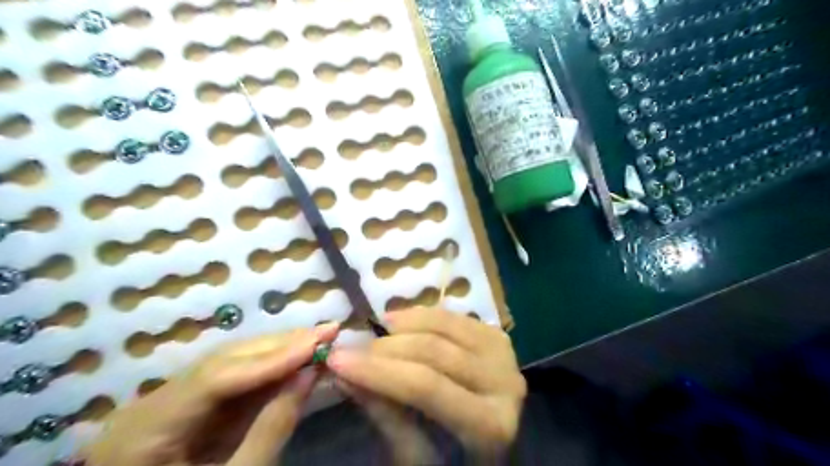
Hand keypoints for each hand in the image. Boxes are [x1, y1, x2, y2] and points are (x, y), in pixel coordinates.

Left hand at [81, 324, 338, 464]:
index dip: (270, 359)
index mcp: (144, 430)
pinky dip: (270, 368)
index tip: (317, 342)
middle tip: (327, 331)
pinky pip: (236, 377)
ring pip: (232, 362)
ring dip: (279, 350)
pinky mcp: (193, 403)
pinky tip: (297, 358)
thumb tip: (311, 372)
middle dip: (281, 346)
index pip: (214, 378)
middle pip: (224, 360)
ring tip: (319, 338)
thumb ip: (272, 428)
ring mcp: (172, 400)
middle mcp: (153, 403)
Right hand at [326, 309, 523, 458]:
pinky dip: (423, 314)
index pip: (426, 387)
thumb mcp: (414, 451)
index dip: (379, 371)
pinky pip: (454, 317)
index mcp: (489, 425)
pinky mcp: (498, 337)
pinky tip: (399, 319)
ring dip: (404, 323)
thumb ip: (383, 410)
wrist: (493, 438)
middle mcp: (505, 384)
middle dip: (385, 348)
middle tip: (351, 349)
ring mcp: (505, 355)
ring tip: (376, 328)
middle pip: (435, 352)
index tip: (337, 359)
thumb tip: (343, 374)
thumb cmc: (453, 458)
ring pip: (445, 326)